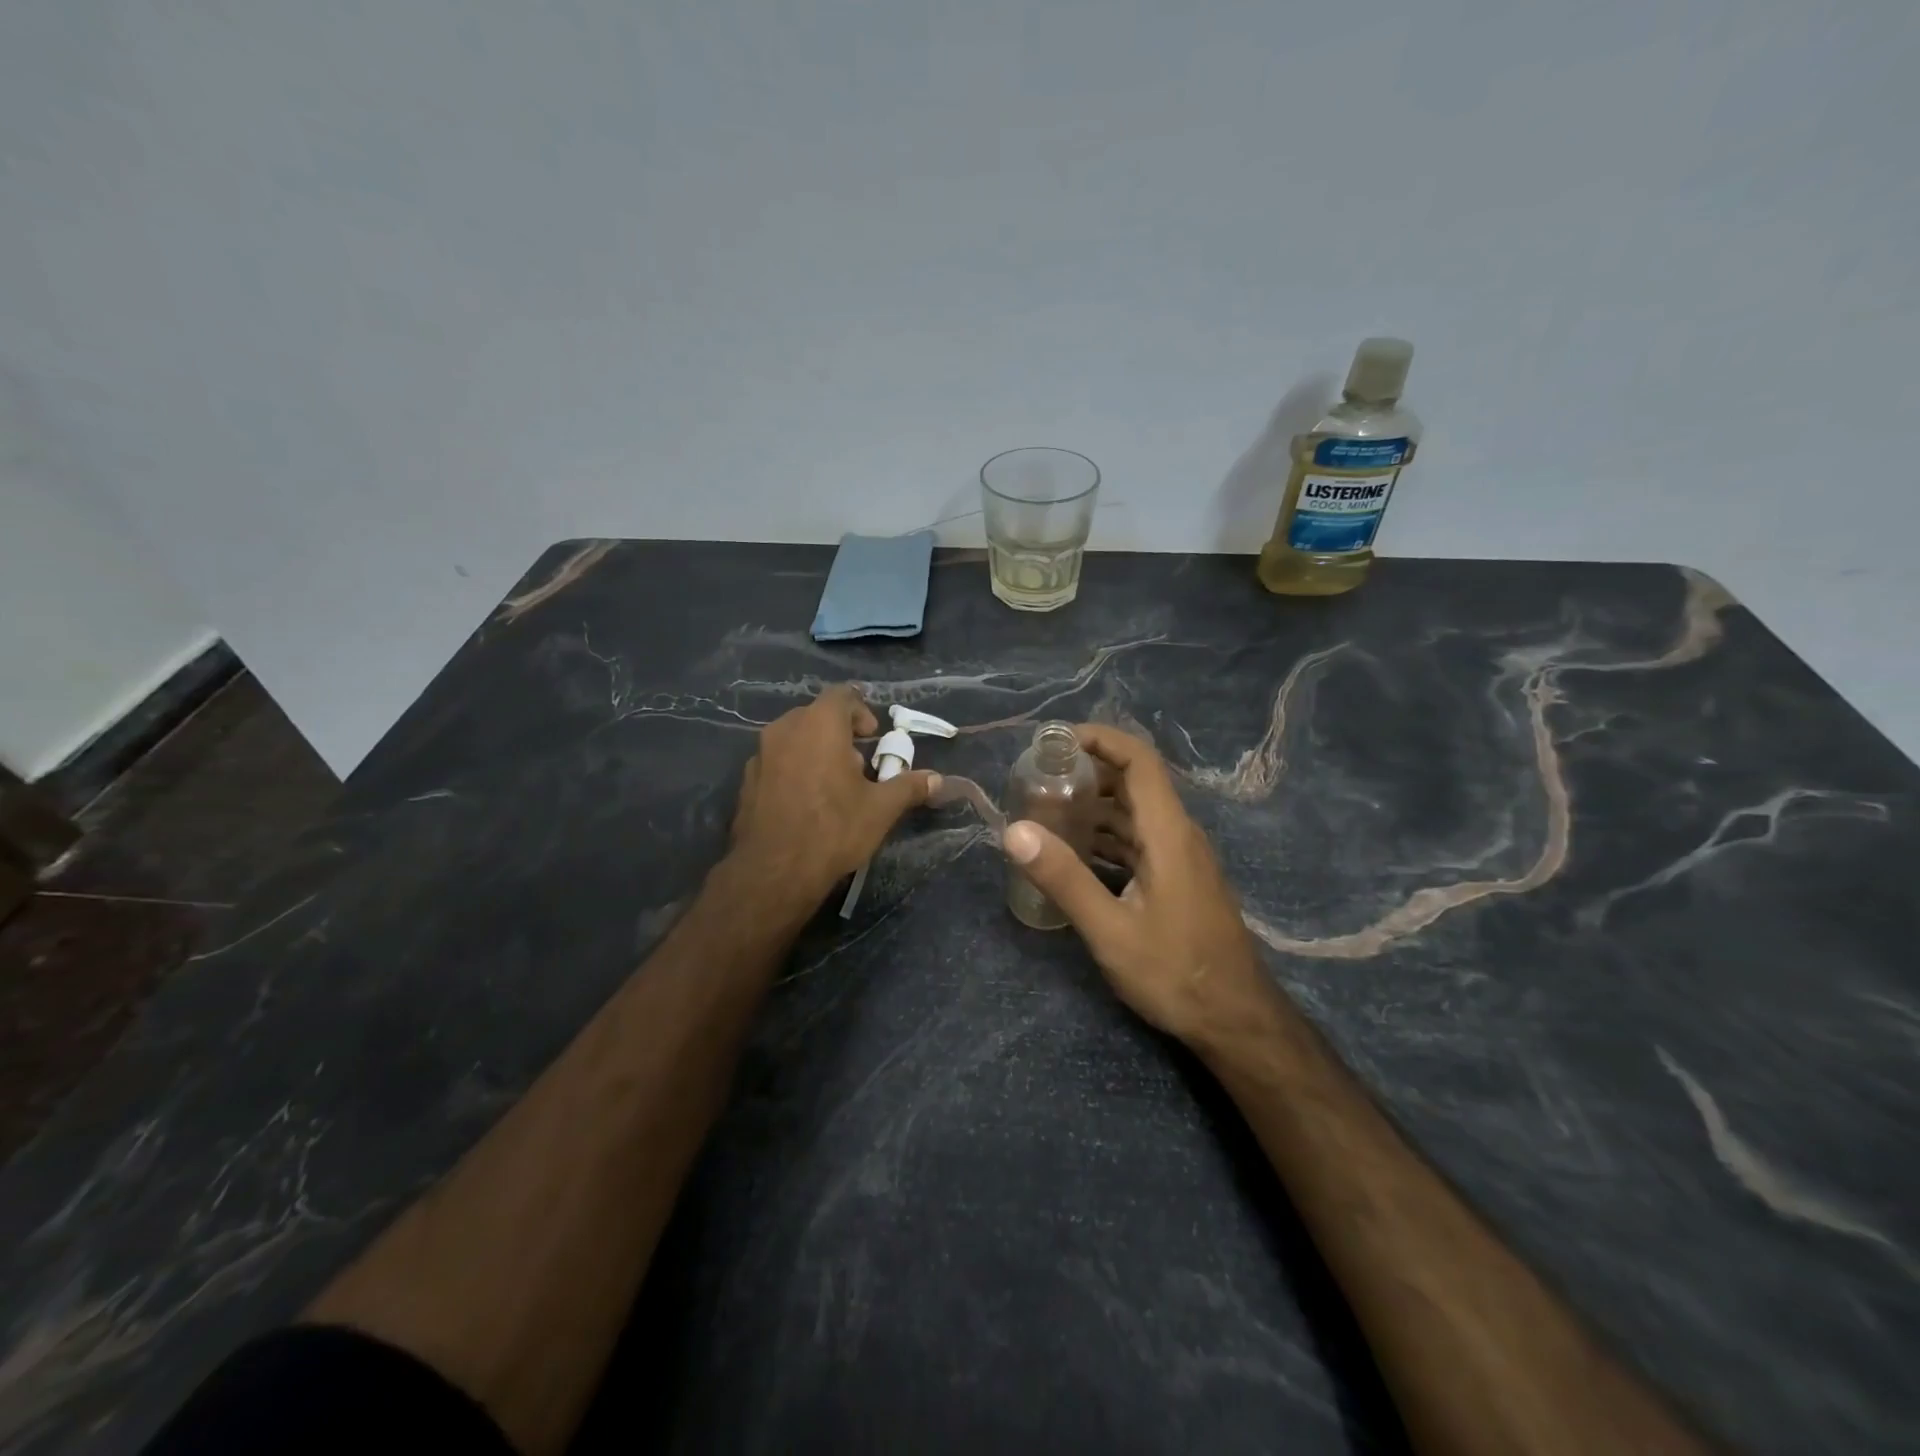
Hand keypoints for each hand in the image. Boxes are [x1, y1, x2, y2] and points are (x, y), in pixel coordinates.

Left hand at [729, 684, 936, 907]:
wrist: (773, 871)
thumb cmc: (833, 829)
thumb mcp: (881, 809)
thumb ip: (909, 787)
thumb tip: (937, 780)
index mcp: (819, 724)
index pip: (841, 695)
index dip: (861, 711)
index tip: (873, 737)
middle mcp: (785, 729)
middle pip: (816, 715)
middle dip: (839, 733)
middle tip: (857, 764)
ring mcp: (760, 755)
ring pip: (793, 738)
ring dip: (815, 751)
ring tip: (833, 785)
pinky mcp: (746, 780)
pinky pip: (776, 762)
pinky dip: (794, 770)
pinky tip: (806, 803)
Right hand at [1002, 724, 1275, 1044]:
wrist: (1237, 1020)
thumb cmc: (1176, 973)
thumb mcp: (1111, 930)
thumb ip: (1064, 878)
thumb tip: (1014, 831)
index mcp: (1168, 833)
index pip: (1139, 760)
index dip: (1101, 738)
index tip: (1056, 740)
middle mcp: (1178, 835)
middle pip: (1135, 782)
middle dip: (1088, 771)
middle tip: (1038, 778)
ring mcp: (1181, 858)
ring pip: (1136, 813)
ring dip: (1095, 805)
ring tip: (1046, 811)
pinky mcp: (1178, 880)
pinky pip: (1139, 841)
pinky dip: (1106, 836)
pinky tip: (1075, 853)